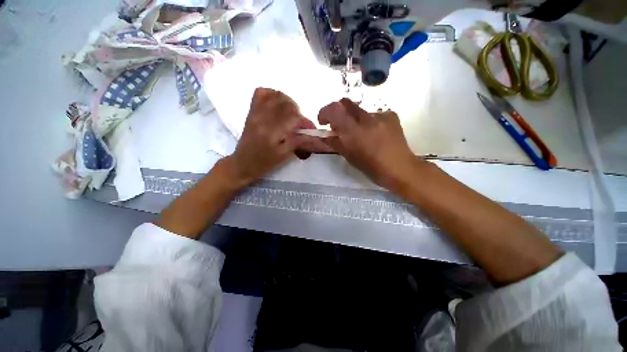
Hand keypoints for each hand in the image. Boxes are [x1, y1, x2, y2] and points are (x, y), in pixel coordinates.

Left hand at [228, 88, 328, 184]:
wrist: (243, 163)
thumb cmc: (265, 162)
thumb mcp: (283, 155)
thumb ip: (297, 142)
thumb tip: (311, 134)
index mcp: (271, 132)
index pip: (293, 118)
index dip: (305, 122)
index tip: (310, 129)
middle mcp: (263, 118)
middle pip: (286, 103)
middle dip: (297, 111)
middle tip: (299, 123)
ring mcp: (255, 113)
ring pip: (275, 95)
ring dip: (287, 102)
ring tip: (290, 113)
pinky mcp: (251, 111)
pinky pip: (260, 93)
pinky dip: (272, 94)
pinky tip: (277, 104)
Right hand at [318, 98, 422, 188]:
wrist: (400, 168)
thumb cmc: (372, 167)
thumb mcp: (349, 156)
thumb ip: (335, 142)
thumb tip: (325, 135)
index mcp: (353, 131)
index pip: (333, 109)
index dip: (324, 112)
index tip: (323, 122)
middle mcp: (365, 118)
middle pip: (345, 102)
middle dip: (338, 111)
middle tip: (339, 125)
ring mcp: (380, 115)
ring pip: (360, 110)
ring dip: (354, 119)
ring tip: (361, 133)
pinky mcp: (391, 115)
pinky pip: (374, 114)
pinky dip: (369, 121)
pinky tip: (375, 133)